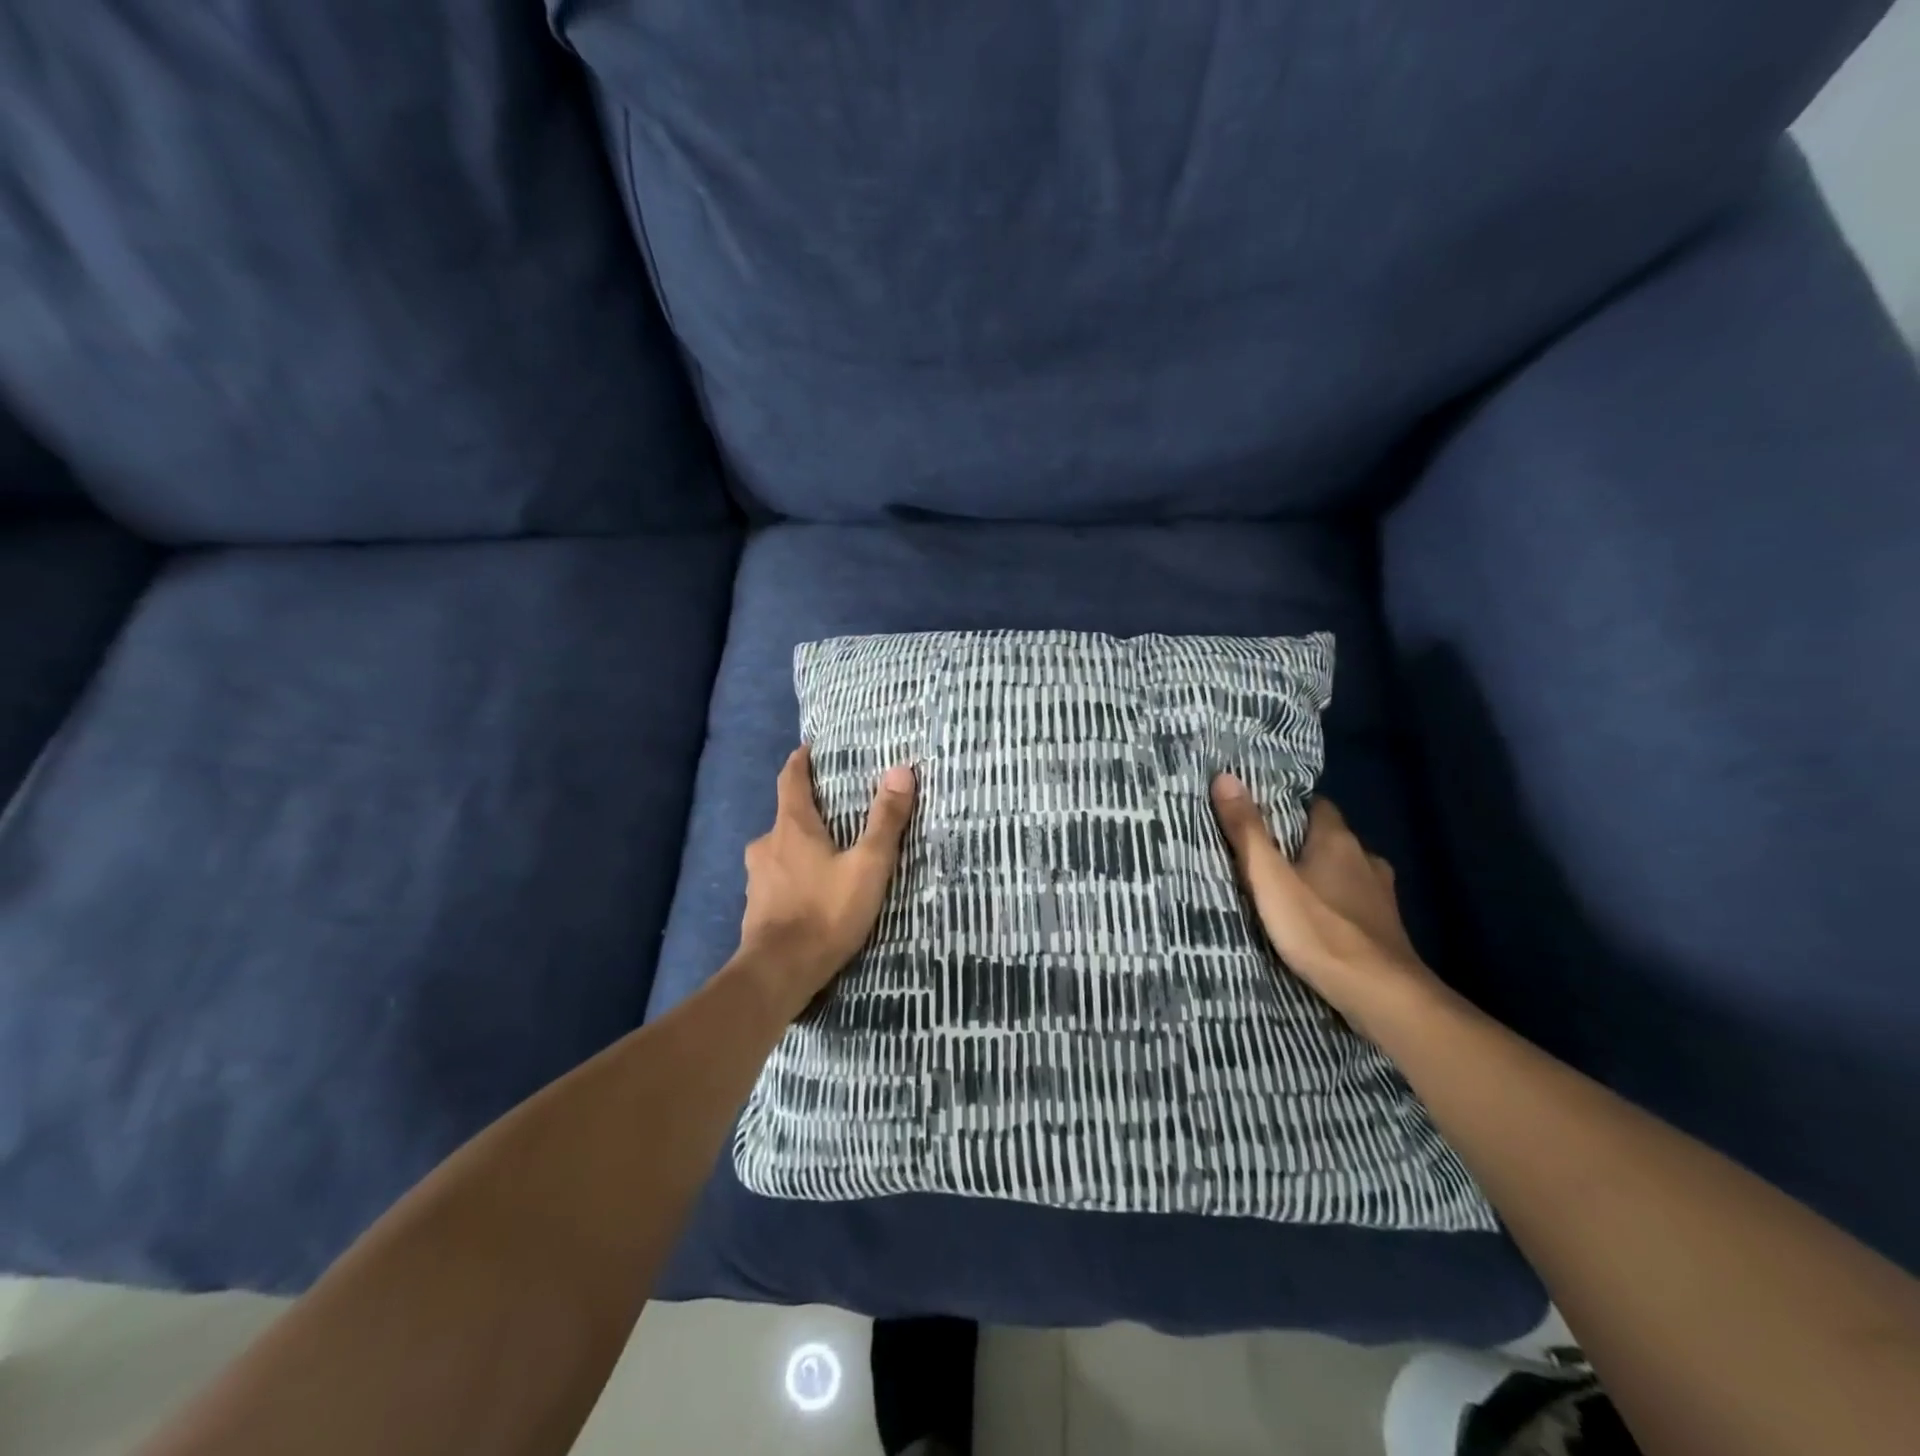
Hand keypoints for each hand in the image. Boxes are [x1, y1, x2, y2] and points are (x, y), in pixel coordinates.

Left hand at [739, 745, 916, 1011]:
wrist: (778, 973)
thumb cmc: (825, 912)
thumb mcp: (868, 865)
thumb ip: (886, 820)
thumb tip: (901, 770)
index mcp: (792, 827)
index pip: (791, 780)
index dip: (800, 762)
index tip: (807, 749)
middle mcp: (767, 845)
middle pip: (785, 816)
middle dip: (806, 810)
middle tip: (833, 811)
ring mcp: (756, 877)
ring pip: (778, 850)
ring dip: (798, 845)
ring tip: (824, 853)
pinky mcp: (755, 906)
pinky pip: (775, 878)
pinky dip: (791, 875)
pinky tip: (808, 891)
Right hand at [1210, 774, 1444, 1037]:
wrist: (1382, 995)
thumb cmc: (1320, 929)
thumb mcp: (1269, 879)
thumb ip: (1246, 830)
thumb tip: (1225, 776)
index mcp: (1337, 840)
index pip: (1316, 805)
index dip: (1288, 807)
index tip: (1260, 815)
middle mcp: (1365, 858)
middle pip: (1329, 838)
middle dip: (1300, 843)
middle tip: (1263, 854)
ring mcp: (1381, 894)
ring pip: (1344, 871)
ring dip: (1320, 875)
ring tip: (1286, 888)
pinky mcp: (1386, 927)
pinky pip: (1354, 901)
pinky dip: (1336, 903)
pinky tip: (1317, 920)